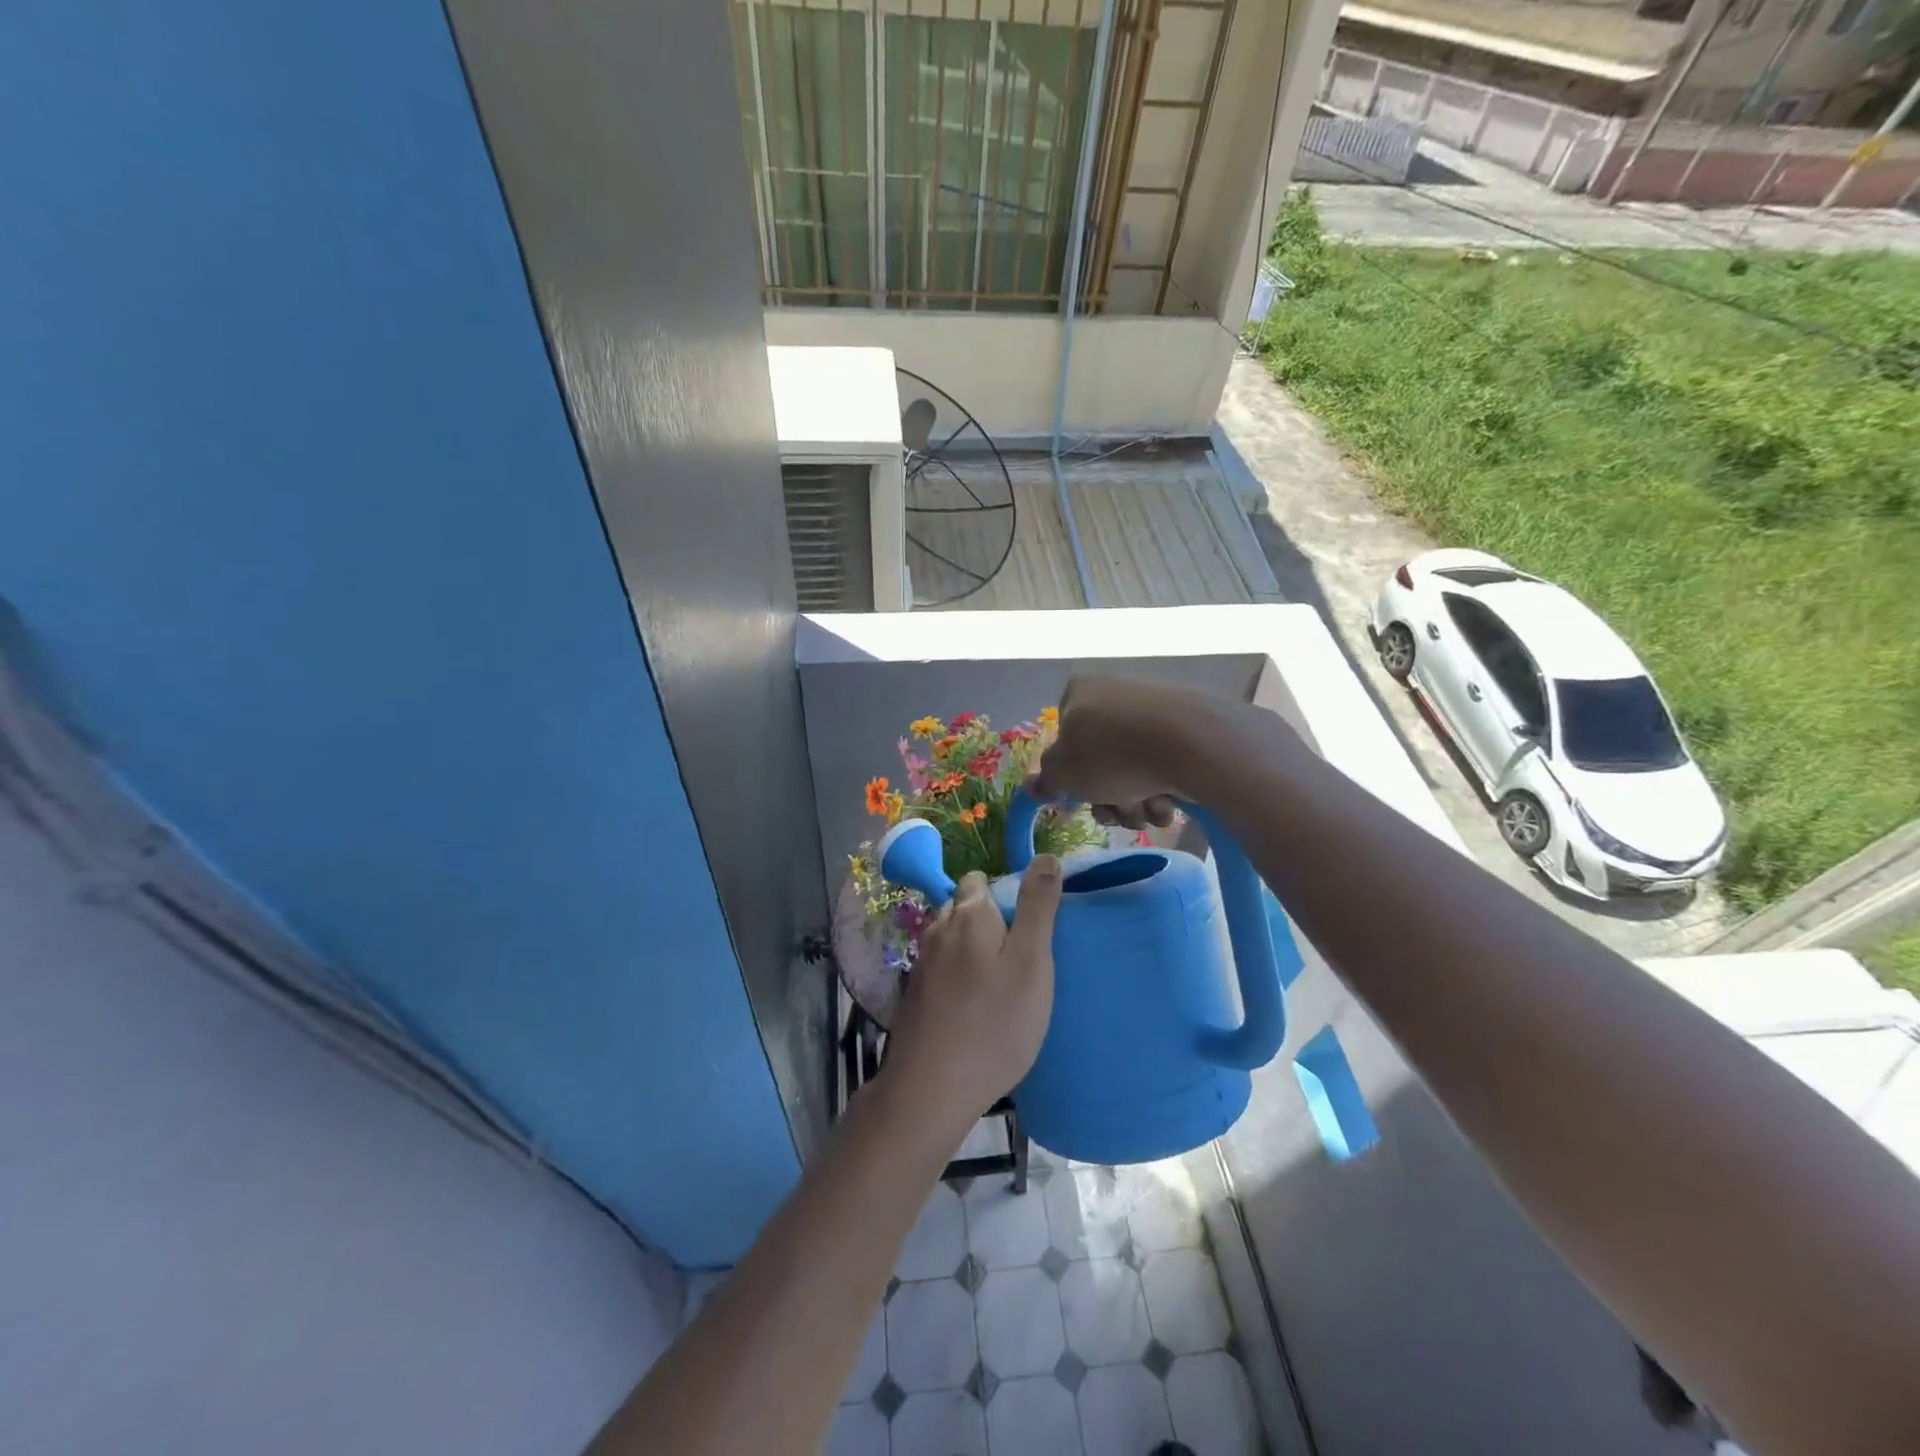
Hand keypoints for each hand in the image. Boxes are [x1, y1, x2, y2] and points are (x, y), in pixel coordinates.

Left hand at [886, 859, 1062, 1125]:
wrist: (932, 1088)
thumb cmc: (994, 1023)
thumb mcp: (1031, 961)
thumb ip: (1037, 906)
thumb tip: (1046, 856)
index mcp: (967, 914)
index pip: (980, 880)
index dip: (1005, 894)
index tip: (1027, 926)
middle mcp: (937, 929)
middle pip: (963, 909)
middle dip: (989, 923)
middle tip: (1020, 960)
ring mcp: (920, 964)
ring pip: (951, 942)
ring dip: (973, 953)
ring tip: (1000, 987)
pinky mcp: (913, 996)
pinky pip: (941, 972)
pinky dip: (958, 980)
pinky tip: (974, 1010)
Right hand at [1029, 675, 1222, 829]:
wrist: (1190, 743)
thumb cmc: (1111, 754)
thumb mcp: (1062, 774)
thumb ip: (1046, 780)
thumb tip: (1035, 786)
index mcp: (1080, 693)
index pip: (1064, 739)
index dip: (1071, 777)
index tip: (1082, 799)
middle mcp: (1114, 695)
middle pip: (1100, 762)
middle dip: (1108, 798)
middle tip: (1118, 814)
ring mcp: (1153, 710)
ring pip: (1132, 770)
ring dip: (1135, 803)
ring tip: (1147, 812)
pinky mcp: (1186, 728)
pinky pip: (1163, 765)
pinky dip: (1162, 790)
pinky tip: (1169, 804)